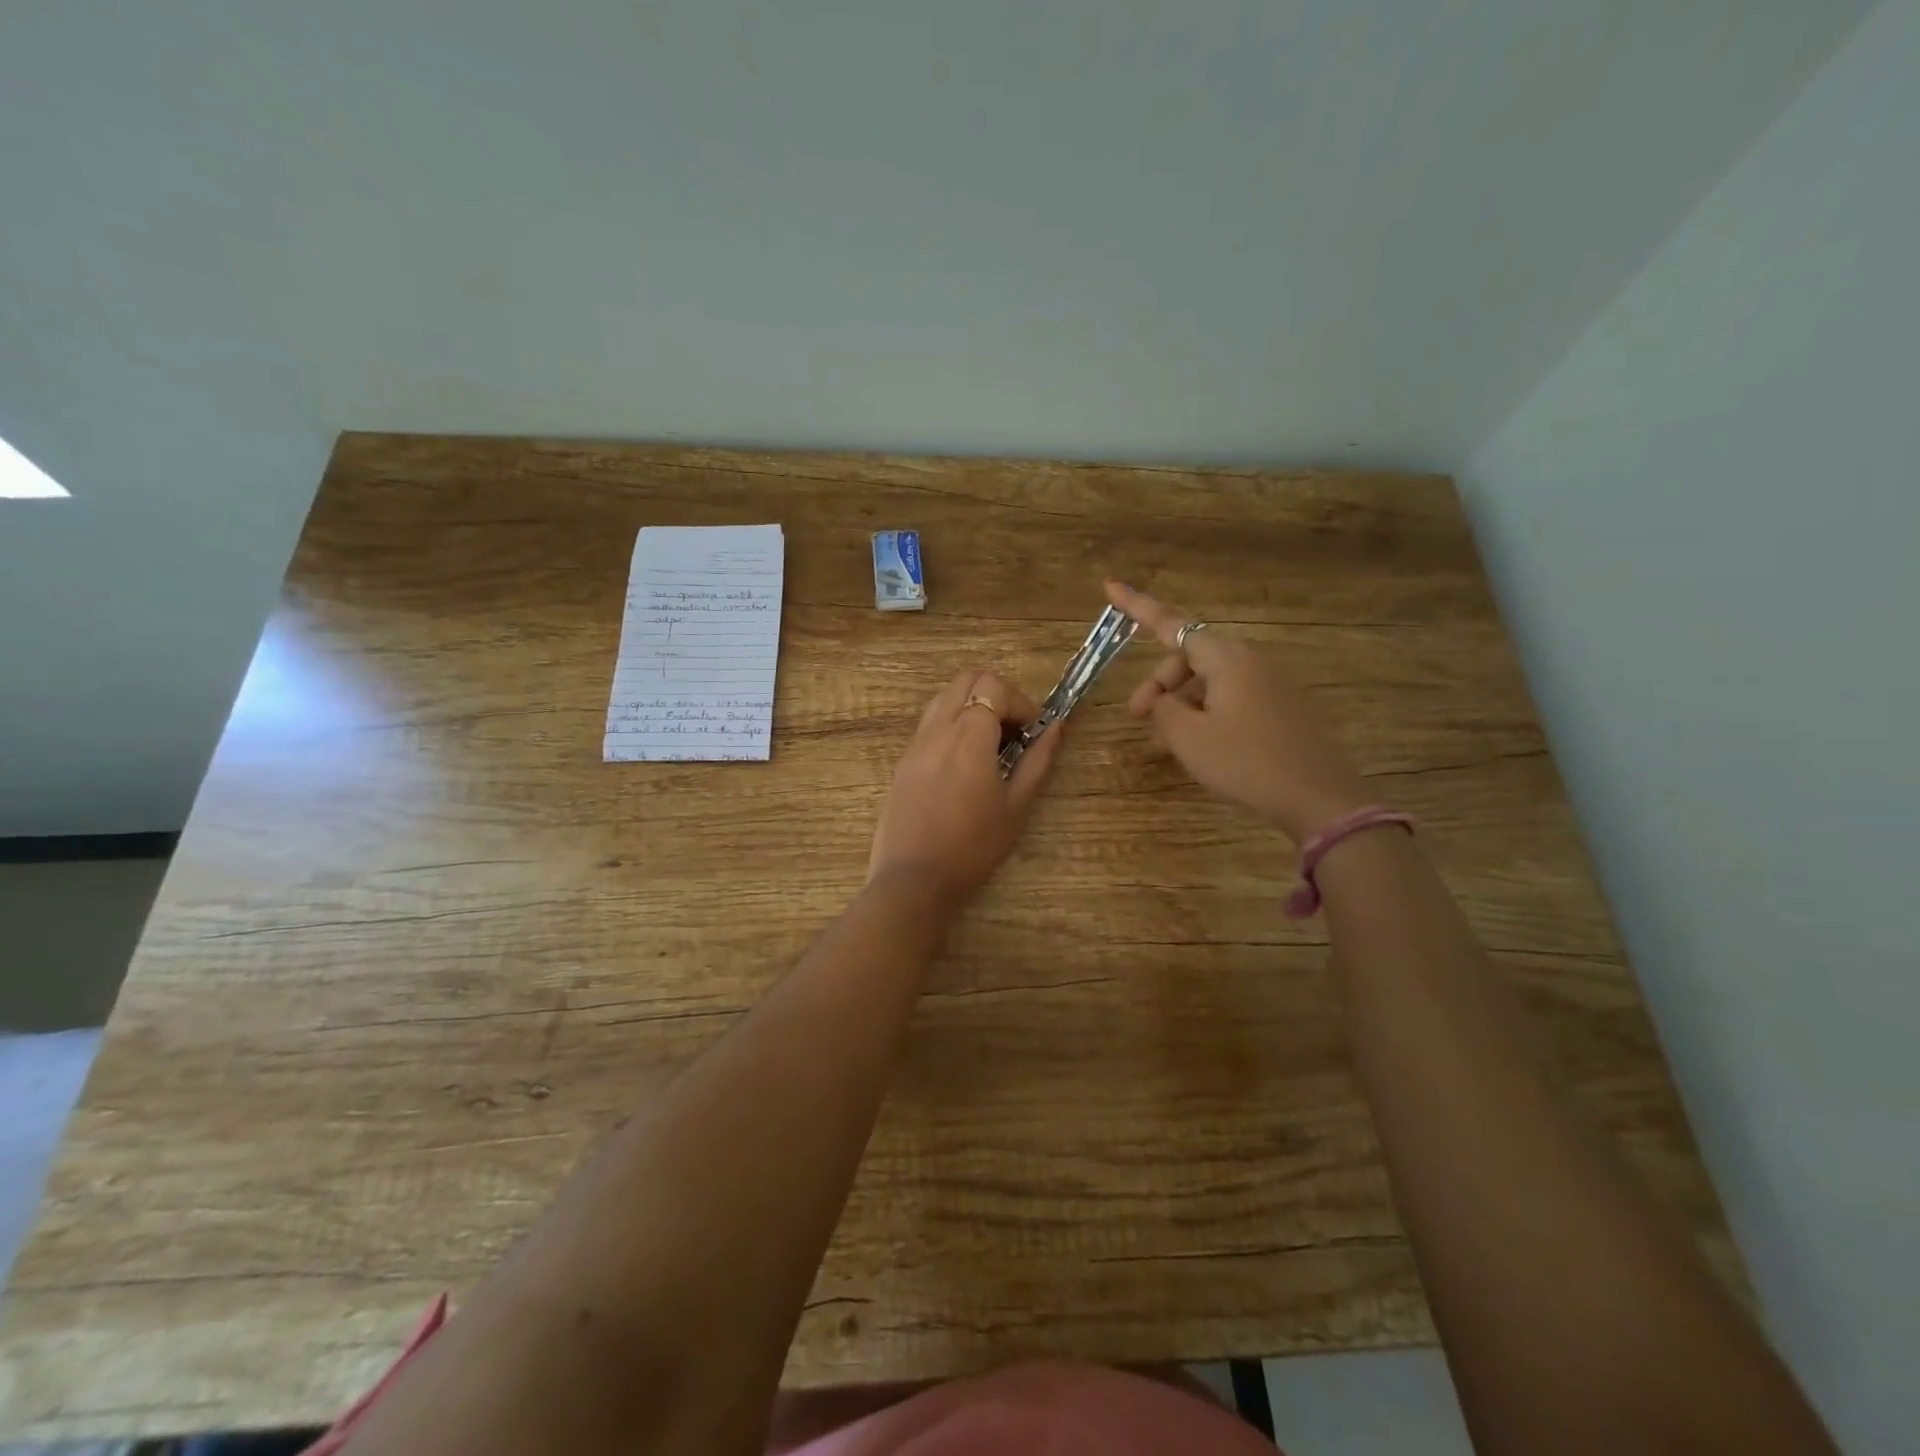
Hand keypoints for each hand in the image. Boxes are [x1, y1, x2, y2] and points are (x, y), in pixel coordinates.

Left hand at [868, 669, 1065, 903]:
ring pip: (945, 697)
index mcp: (968, 736)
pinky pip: (930, 722)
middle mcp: (937, 729)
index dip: (1021, 703)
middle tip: (1014, 730)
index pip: (994, 687)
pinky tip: (964, 762)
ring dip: (972, 705)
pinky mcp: (903, 760)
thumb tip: (1057, 727)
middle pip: (968, 679)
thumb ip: (1038, 761)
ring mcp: (915, 742)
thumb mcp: (1016, 805)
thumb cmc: (973, 847)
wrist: (914, 879)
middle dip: (997, 694)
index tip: (1034, 732)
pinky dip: (952, 723)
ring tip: (990, 744)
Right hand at [1106, 581, 1371, 842]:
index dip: (1137, 605)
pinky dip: (1206, 709)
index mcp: (1225, 658)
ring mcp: (1269, 682)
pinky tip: (1201, 742)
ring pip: (1210, 678)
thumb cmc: (1246, 762)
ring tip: (1169, 740)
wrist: (1319, 796)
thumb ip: (1164, 709)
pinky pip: (1232, 694)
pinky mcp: (1281, 705)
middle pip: (1189, 656)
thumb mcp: (1189, 738)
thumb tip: (1163, 699)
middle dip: (1159, 681)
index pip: (1170, 624)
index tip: (1109, 584)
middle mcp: (1249, 660)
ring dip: (1181, 700)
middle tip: (1138, 718)